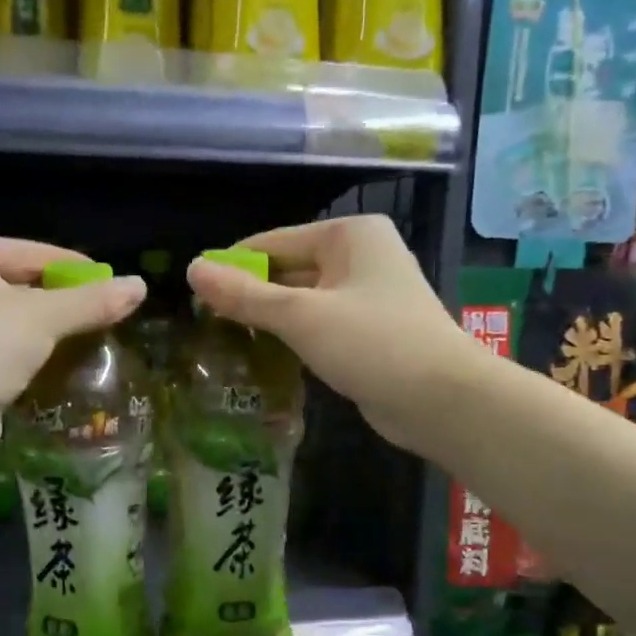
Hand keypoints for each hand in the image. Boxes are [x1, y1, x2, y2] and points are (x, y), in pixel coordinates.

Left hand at [0, 233, 145, 472]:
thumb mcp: (41, 320)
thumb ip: (91, 302)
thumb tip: (140, 285)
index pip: (28, 251)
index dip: (74, 267)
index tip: (112, 283)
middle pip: (13, 282)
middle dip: (57, 301)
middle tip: (99, 314)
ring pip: (1, 317)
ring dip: (38, 330)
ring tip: (80, 339)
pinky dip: (15, 352)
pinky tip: (45, 364)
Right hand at [186, 216, 469, 456]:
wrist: (443, 400)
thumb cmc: (373, 344)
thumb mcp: (301, 317)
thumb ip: (245, 295)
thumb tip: (192, 269)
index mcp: (349, 235)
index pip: (273, 242)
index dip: (232, 266)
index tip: (194, 295)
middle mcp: (360, 256)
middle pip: (288, 270)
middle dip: (250, 295)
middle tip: (204, 324)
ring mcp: (367, 296)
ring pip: (302, 301)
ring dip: (269, 320)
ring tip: (224, 340)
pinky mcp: (369, 332)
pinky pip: (319, 325)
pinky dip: (293, 338)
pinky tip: (263, 356)